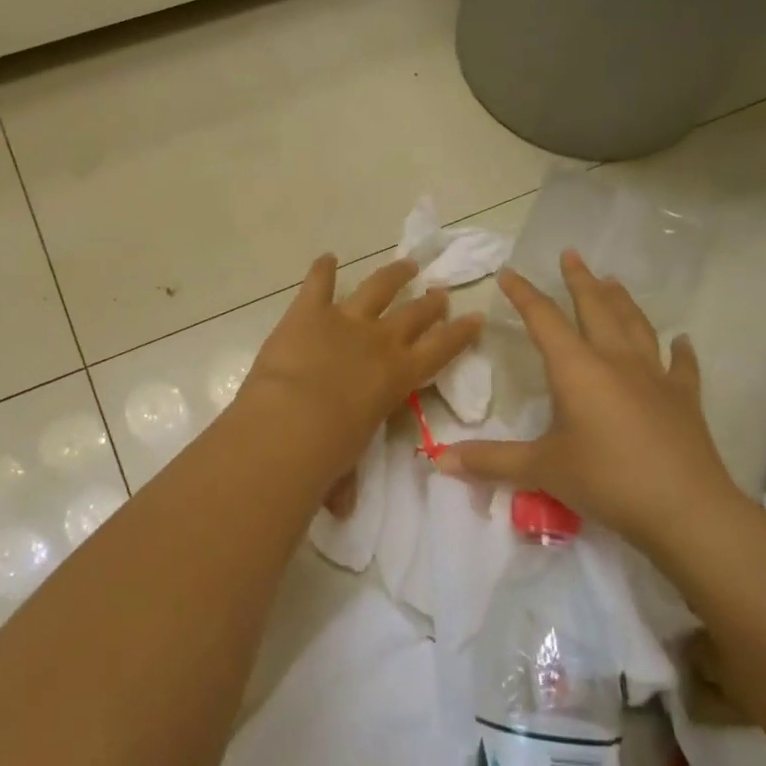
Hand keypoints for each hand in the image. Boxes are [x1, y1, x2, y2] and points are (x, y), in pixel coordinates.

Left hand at [240, 255, 482, 476]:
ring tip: (407, 264)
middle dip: (430, 302)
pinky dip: (322, 269)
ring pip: (378, 288)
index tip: (475, 317)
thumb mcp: (349, 466)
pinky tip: (326, 258)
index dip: (460, 333)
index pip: (441, 350)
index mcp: (399, 377)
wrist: (291, 422)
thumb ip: (347, 480)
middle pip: (415, 314)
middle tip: (440, 292)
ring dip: (393, 275)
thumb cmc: (328, 454)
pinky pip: (319, 282)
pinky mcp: (309, 311)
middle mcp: (380, 341)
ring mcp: (345, 320)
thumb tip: (342, 508)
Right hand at [435, 251, 745, 558]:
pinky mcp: (684, 399)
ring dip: (622, 301)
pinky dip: (680, 351)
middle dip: (580, 281)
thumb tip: (438, 460)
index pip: (544, 320)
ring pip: (636, 326)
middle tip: (572, 254)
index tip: (509, 272)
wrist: (685, 509)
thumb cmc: (606, 480)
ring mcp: (655, 377)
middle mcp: (616, 361)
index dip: (524, 295)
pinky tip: (682, 340)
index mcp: (577, 369)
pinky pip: (681, 366)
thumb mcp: (541, 470)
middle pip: (596, 309)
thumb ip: (490, 461)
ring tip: (613, 281)